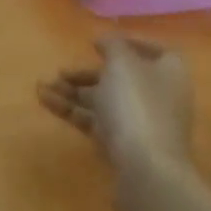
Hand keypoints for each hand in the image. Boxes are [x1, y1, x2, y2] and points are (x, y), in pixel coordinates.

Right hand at [38, 36, 193, 172]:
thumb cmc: (137, 105)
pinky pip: (95, 122)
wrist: (145, 170)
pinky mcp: (123, 146)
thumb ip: (113, 45)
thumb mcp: (122, 64)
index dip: (127, 44)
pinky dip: (72, 111)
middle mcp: (159, 95)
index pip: (152, 50)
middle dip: (86, 74)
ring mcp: (141, 124)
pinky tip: (46, 102)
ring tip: (41, 87)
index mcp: (169, 71)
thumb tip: (106, 40)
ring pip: (103, 101)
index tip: (97, 44)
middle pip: (120, 78)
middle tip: (60, 71)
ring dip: (73, 92)